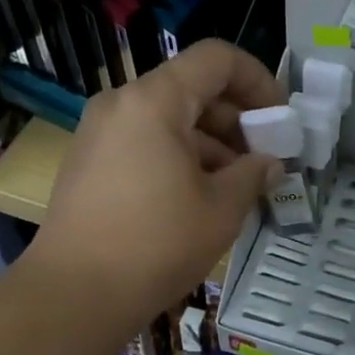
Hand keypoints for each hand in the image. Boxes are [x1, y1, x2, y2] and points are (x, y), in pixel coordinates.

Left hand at [28, 40, 283, 324]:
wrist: (74, 294)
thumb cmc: (156, 244)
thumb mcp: (222, 209)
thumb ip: (254, 174)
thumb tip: (270, 164)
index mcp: (154, 100)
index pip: (217, 59)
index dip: (258, 80)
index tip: (280, 120)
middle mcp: (121, 103)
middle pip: (192, 89)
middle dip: (236, 120)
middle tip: (265, 160)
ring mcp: (98, 133)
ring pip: (168, 119)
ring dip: (210, 143)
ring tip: (237, 186)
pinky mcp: (88, 162)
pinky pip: (144, 142)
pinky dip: (178, 157)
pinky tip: (198, 198)